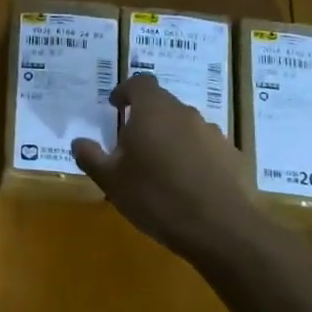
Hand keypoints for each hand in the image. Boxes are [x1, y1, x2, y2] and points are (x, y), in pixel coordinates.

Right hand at [72, 73, 267, 263]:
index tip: (116, 106)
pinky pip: (205, 149)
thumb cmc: (155, 197)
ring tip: (160, 170)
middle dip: (146, 120)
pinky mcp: (232, 156)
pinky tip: (187, 186)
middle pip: (163, 105)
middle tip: (131, 146)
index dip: (126, 91)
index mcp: (153, 111)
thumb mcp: (111, 180)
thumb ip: (91, 157)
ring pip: (185, 127)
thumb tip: (79, 142)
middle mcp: (185, 114)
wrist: (219, 228)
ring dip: (170, 140)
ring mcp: (213, 134)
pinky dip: (193, 159)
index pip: (140, 83)